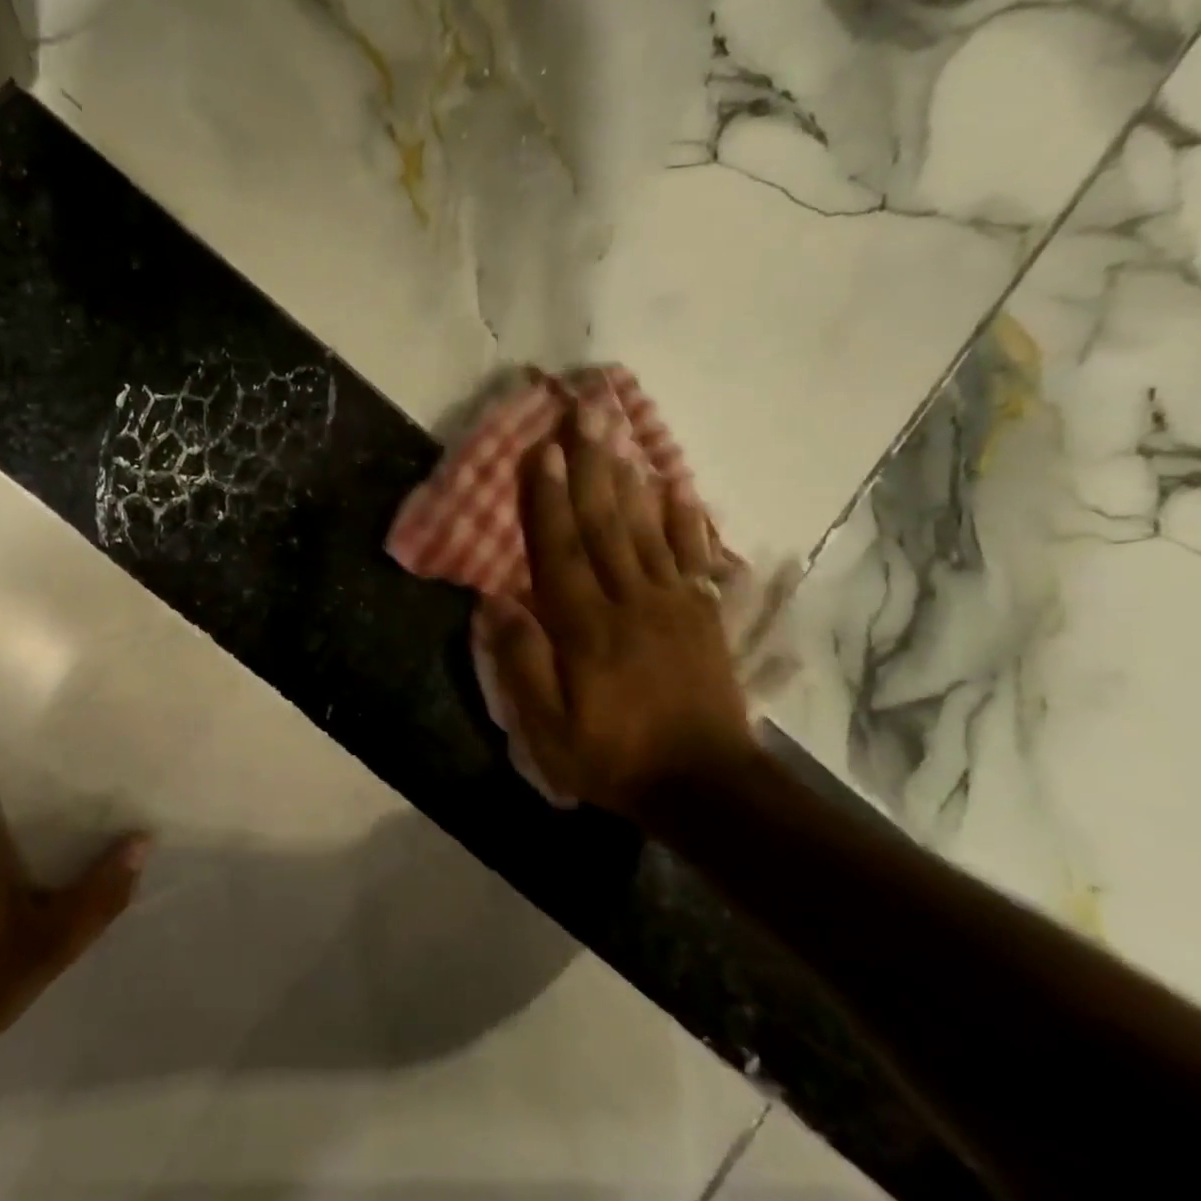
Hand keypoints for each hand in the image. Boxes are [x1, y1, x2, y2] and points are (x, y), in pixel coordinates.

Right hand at [481, 401, 758, 814]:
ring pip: (645, 529)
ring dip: (628, 478)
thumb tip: (496, 602)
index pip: (559, 550)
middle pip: (604, 524)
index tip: (540, 451)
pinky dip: (684, 518)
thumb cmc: (613, 758)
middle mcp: (630, 602)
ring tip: (618, 434)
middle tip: (584, 414)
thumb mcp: (548, 730)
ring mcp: (672, 604)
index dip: (546, 500)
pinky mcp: (702, 615)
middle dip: (589, 467)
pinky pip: (692, 555)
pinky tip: (675, 486)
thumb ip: (522, 664)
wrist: (703, 786)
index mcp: (586, 628)